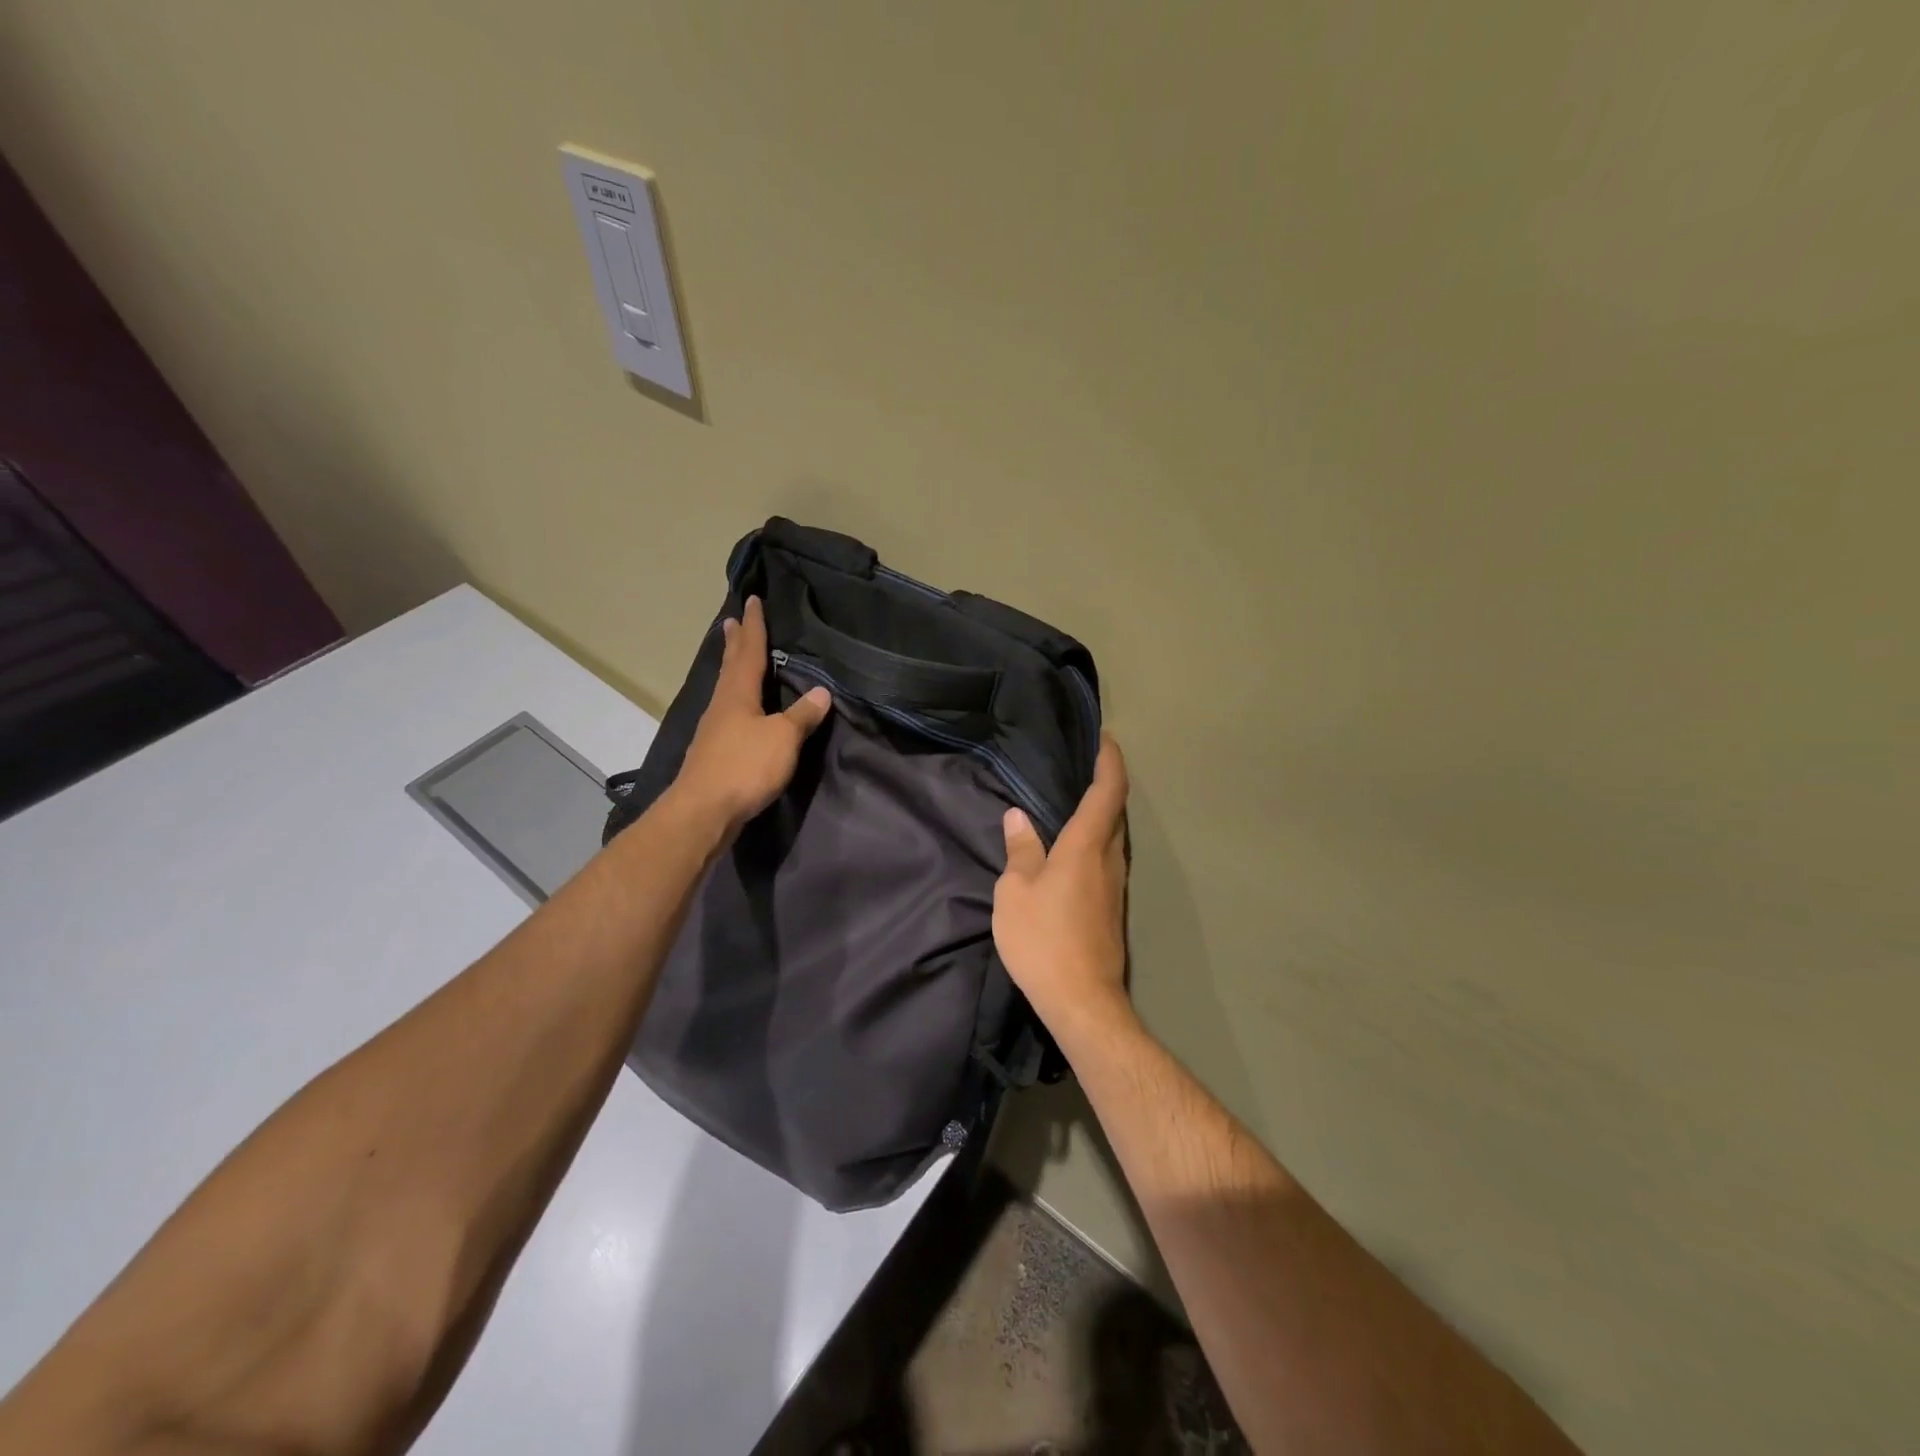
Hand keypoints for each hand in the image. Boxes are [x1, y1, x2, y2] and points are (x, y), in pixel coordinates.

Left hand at [671, 596, 831, 833]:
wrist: (703, 811)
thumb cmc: (745, 767)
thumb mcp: (783, 739)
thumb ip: (802, 716)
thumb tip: (821, 692)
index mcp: (738, 693)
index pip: (749, 651)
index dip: (754, 626)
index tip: (753, 600)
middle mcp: (722, 704)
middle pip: (730, 665)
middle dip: (735, 642)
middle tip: (732, 620)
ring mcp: (714, 728)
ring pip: (725, 687)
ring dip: (731, 667)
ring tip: (734, 655)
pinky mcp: (713, 751)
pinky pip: (727, 710)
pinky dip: (734, 696)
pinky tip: (738, 707)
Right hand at [992, 733, 1132, 1045]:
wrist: (1082, 1001)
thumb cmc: (1043, 940)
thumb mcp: (1016, 892)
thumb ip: (1020, 851)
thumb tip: (1018, 818)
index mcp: (1085, 846)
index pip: (1107, 791)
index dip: (1110, 762)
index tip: (1106, 739)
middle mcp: (1109, 859)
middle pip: (1115, 812)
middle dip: (1106, 784)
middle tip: (1084, 766)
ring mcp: (1115, 886)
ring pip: (1112, 838)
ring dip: (1100, 815)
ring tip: (1074, 803)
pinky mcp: (1112, 908)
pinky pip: (1106, 860)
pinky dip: (1094, 842)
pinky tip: (1072, 851)